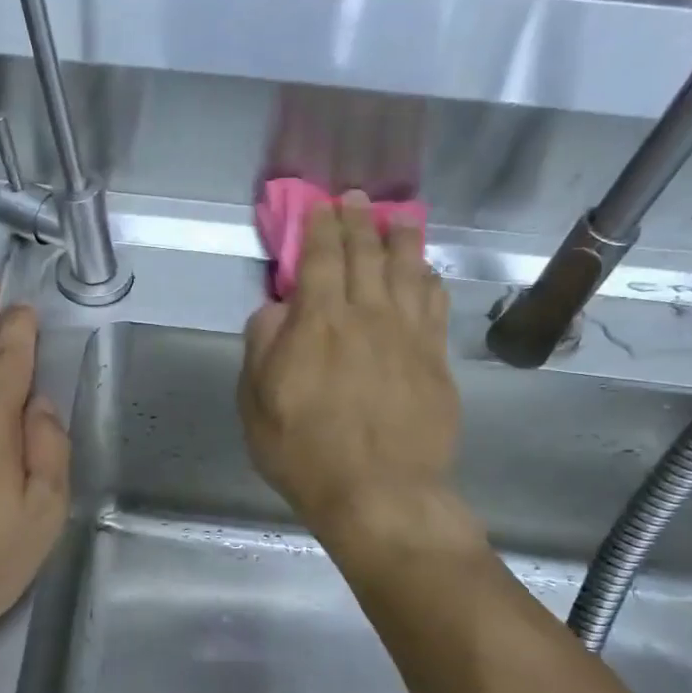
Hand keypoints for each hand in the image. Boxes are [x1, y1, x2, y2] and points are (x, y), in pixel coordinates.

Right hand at [239, 193, 475, 554]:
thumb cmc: (304, 451)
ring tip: (399, 219)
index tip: (321, 204)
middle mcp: (367, 316)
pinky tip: (426, 272)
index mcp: (318, 323)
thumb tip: (275, 309)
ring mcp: (408, 336)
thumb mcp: (256, 403)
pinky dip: (429, 280)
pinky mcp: (435, 360)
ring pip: (407, 271)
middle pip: (367, 255)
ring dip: (402, 240)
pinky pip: (434, 305)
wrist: (379, 493)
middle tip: (359, 199)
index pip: (322, 258)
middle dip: (360, 221)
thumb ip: (262, 347)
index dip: (321, 226)